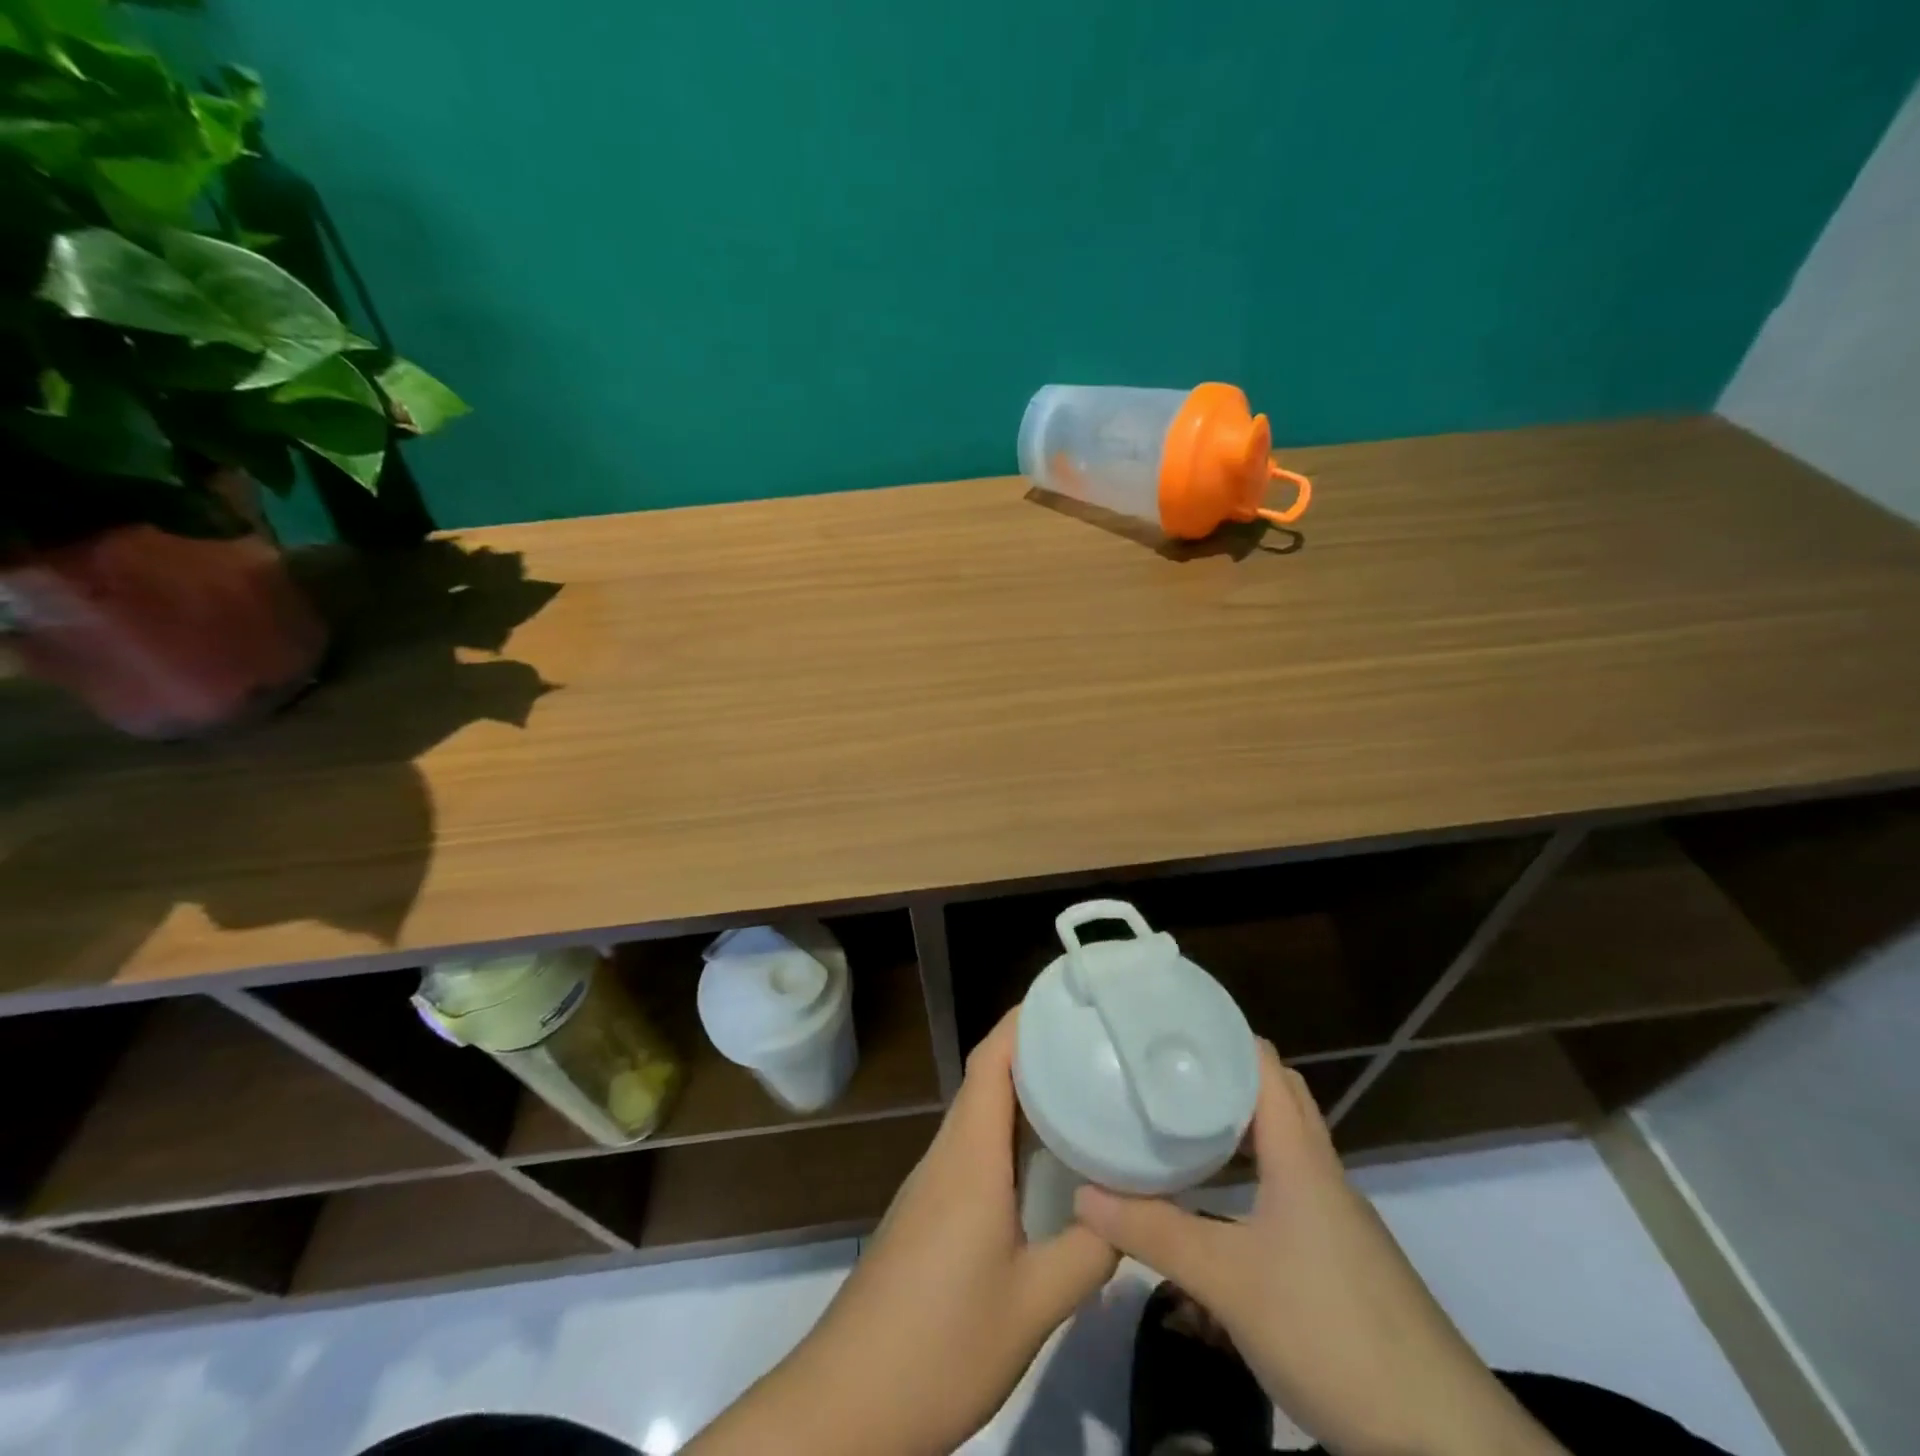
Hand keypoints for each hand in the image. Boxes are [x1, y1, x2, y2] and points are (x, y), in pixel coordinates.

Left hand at [688, 1009, 1117, 1455]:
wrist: (848, 1401)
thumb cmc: (940, 1342)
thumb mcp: (1032, 1305)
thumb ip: (1087, 1253)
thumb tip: (1130, 1212)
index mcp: (970, 1156)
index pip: (991, 1060)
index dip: (1024, 1019)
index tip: (1068, 997)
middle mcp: (948, 1153)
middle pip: (987, 1077)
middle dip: (1035, 1048)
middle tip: (1094, 1040)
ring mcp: (934, 1182)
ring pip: (981, 1112)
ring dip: (1024, 1091)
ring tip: (1082, 1086)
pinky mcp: (930, 1210)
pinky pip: (975, 1146)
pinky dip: (1010, 1132)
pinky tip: (1044, 1159)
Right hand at [1075, 1043, 1567, 1455]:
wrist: (1442, 1439)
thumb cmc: (1330, 1330)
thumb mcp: (1228, 1282)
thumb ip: (1154, 1233)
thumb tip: (1082, 1194)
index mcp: (1300, 1155)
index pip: (1262, 1063)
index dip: (1219, 1035)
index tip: (1165, 1027)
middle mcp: (1320, 1171)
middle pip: (1274, 1095)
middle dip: (1222, 1074)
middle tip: (1164, 1072)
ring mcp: (1335, 1214)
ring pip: (1282, 1142)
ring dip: (1236, 1124)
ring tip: (1178, 1122)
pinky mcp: (1339, 1254)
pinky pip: (1287, 1184)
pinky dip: (1250, 1171)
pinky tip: (1216, 1199)